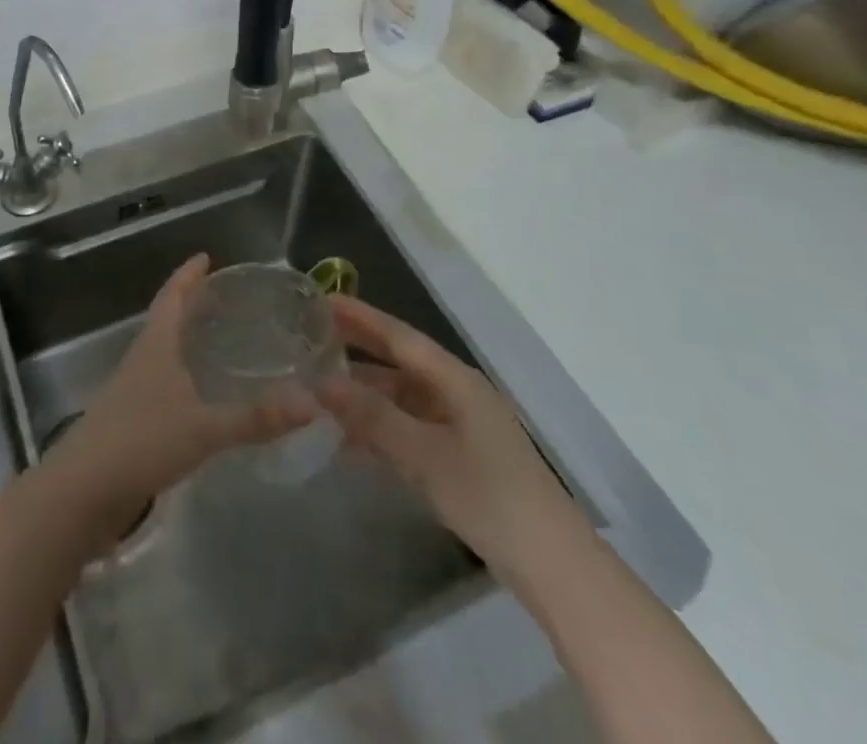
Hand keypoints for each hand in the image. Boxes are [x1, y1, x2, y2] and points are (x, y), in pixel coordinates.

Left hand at [51, 255, 311, 543]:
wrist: (82, 492)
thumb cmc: (141, 442)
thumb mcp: (203, 428)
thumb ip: (256, 418)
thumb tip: (312, 403)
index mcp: (156, 344)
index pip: (172, 295)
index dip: (188, 275)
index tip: (206, 257)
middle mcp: (143, 358)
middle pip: (168, 318)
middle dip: (193, 303)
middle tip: (227, 297)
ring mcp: (135, 389)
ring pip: (166, 350)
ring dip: (189, 338)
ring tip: (222, 338)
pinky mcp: (133, 419)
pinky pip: (165, 381)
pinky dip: (186, 373)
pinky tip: (205, 393)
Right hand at [317, 296, 558, 564]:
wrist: (553, 566)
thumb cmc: (489, 497)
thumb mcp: (424, 455)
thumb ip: (373, 417)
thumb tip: (322, 382)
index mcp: (455, 380)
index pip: (400, 337)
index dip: (361, 317)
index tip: (324, 300)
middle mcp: (457, 393)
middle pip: (400, 364)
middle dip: (358, 352)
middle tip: (313, 338)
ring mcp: (461, 427)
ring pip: (402, 400)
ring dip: (365, 397)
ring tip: (319, 392)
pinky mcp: (461, 459)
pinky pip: (410, 430)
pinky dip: (380, 430)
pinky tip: (349, 443)